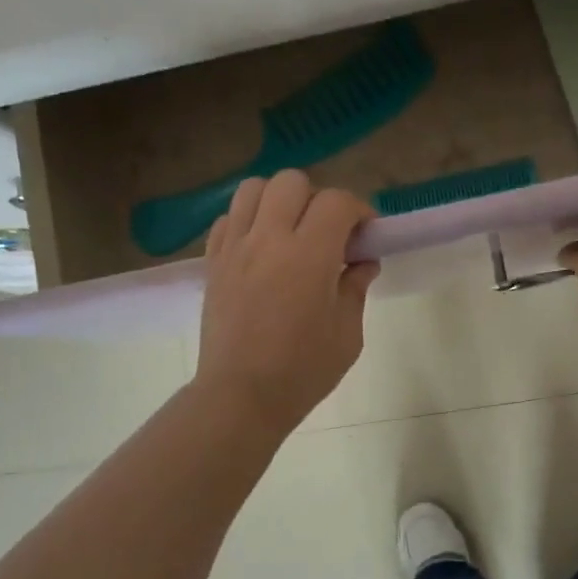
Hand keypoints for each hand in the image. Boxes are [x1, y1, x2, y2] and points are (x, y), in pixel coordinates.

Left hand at [194, 170, 378, 434]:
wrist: (240, 396)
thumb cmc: (302, 371)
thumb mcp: (346, 335)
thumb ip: (355, 289)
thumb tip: (363, 263)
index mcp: (309, 255)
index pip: (337, 202)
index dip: (359, 210)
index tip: (365, 235)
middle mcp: (268, 239)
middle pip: (292, 182)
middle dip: (318, 199)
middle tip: (328, 234)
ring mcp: (235, 248)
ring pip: (253, 189)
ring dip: (279, 200)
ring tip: (290, 232)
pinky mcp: (213, 262)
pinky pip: (228, 218)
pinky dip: (248, 220)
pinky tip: (261, 249)